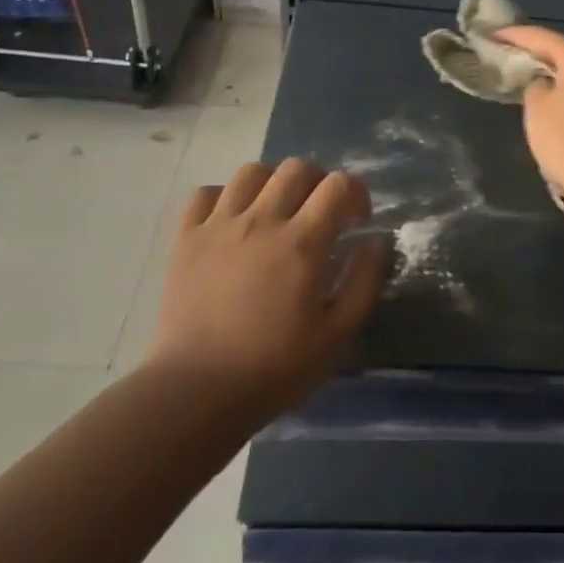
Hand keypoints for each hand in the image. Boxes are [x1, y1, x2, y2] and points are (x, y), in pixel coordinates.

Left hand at [149, 159, 389, 415]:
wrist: (194, 394)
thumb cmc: (273, 369)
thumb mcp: (337, 335)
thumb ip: (364, 282)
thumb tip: (376, 243)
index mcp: (303, 242)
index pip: (338, 185)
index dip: (356, 193)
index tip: (357, 220)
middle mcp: (262, 220)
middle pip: (297, 168)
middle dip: (318, 182)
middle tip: (320, 214)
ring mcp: (220, 225)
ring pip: (252, 172)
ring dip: (273, 183)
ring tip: (276, 211)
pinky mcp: (186, 238)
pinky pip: (206, 193)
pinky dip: (224, 198)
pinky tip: (232, 221)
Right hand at [494, 25, 563, 209]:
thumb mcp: (537, 111)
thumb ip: (535, 88)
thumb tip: (545, 85)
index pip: (541, 36)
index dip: (514, 36)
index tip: (492, 36)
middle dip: (542, 50)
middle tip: (518, 57)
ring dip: (561, 73)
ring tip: (537, 82)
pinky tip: (562, 106)